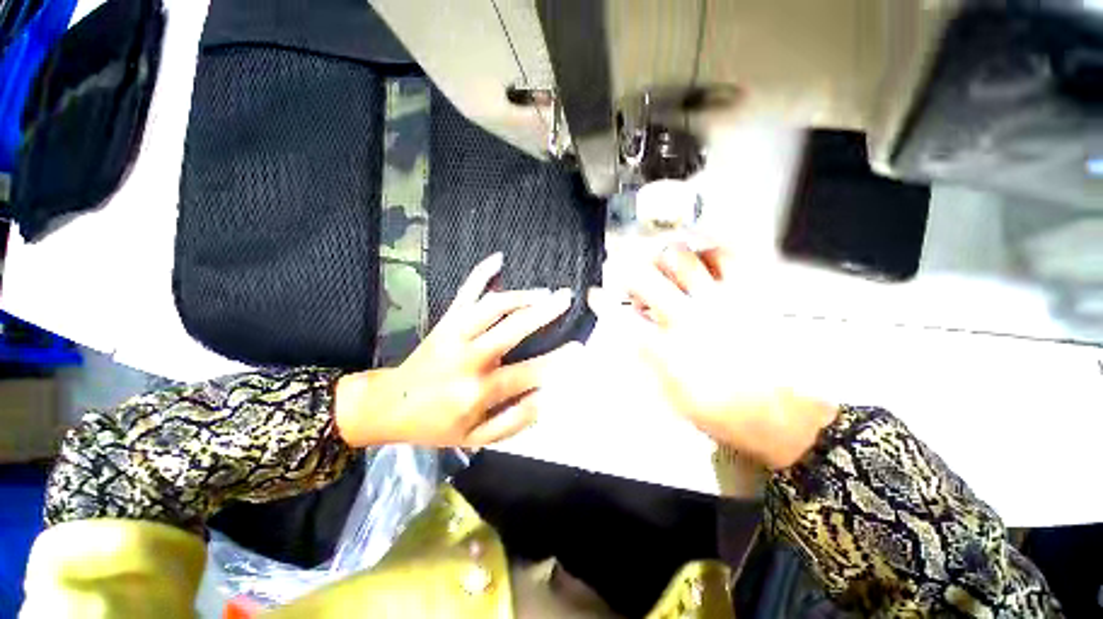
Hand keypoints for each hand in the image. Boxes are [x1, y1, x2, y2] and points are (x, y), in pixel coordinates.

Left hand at [336, 253, 578, 447]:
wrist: (390, 405)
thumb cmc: (437, 425)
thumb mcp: (477, 438)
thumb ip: (515, 421)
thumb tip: (546, 397)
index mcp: (478, 390)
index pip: (528, 373)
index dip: (558, 361)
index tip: (580, 349)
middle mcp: (468, 358)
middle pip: (512, 329)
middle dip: (543, 313)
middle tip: (566, 299)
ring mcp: (455, 334)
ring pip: (491, 306)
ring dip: (521, 296)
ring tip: (544, 291)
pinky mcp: (446, 321)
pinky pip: (464, 293)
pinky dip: (480, 273)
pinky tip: (498, 258)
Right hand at [588, 244, 837, 468]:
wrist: (778, 417)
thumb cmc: (718, 411)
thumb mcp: (667, 396)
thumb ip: (643, 360)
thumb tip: (627, 334)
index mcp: (666, 346)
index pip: (621, 317)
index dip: (602, 302)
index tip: (595, 294)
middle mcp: (688, 318)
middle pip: (644, 278)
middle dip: (623, 268)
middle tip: (619, 268)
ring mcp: (720, 302)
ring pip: (681, 258)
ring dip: (661, 259)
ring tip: (661, 267)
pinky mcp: (749, 296)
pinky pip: (726, 256)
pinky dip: (708, 250)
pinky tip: (701, 258)